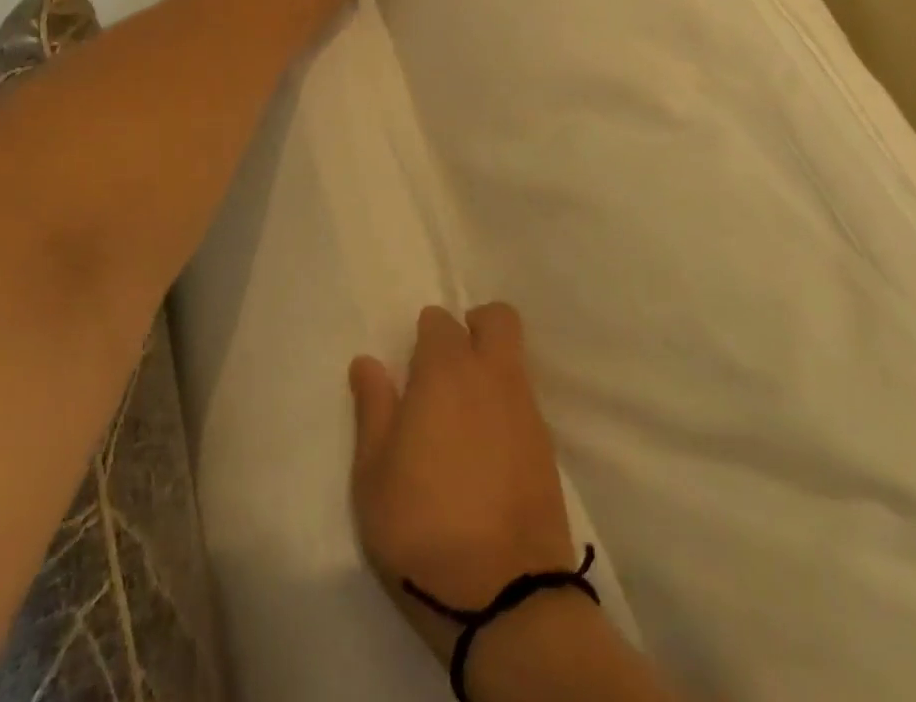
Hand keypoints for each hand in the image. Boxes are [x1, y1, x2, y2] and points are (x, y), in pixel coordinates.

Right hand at [349, 304, 578, 666]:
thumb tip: (368, 362)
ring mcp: (526, 410)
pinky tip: (488, 447)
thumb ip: (373, 408)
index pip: (440, 321)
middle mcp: (493, 376)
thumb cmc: (422, 527)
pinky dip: (507, 406)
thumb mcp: (374, 474)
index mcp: (447, 371)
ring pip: (515, 358)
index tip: (413, 366)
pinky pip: (526, 401)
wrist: (505, 597)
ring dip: (493, 366)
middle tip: (449, 365)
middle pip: (498, 319)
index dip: (426, 335)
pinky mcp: (547, 447)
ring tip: (463, 415)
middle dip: (475, 326)